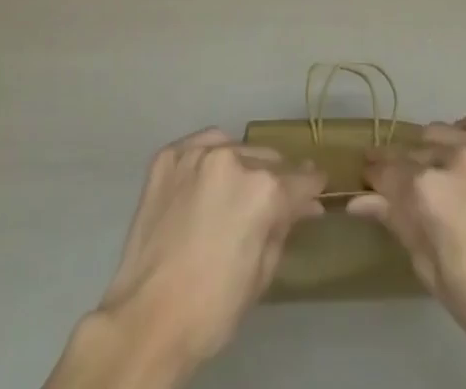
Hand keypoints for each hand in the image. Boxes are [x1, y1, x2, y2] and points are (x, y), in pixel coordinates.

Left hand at [45, 128, 325, 388]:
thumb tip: (305, 205)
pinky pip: (199, 147)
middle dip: (275, 179)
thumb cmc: (213, 307)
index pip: (301, 179)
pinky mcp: (168, 156)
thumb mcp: (263, 272)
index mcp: (263, 190)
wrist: (148, 318)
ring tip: (233, 191)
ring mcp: (196, 153)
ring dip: (241, 165)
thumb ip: (284, 227)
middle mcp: (233, 159)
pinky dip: (207, 160)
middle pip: (268, 159)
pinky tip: (204, 183)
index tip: (316, 189)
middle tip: (271, 201)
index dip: (312, 187)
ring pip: (234, 147)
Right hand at [350, 115, 465, 388]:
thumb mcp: (433, 272)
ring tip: (443, 177)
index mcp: (428, 189)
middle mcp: (455, 156)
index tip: (369, 183)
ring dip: (434, 150)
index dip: (373, 177)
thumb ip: (397, 224)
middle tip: (409, 191)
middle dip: (403, 168)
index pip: (385, 169)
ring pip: (443, 131)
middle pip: (413, 149)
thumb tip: (359, 200)